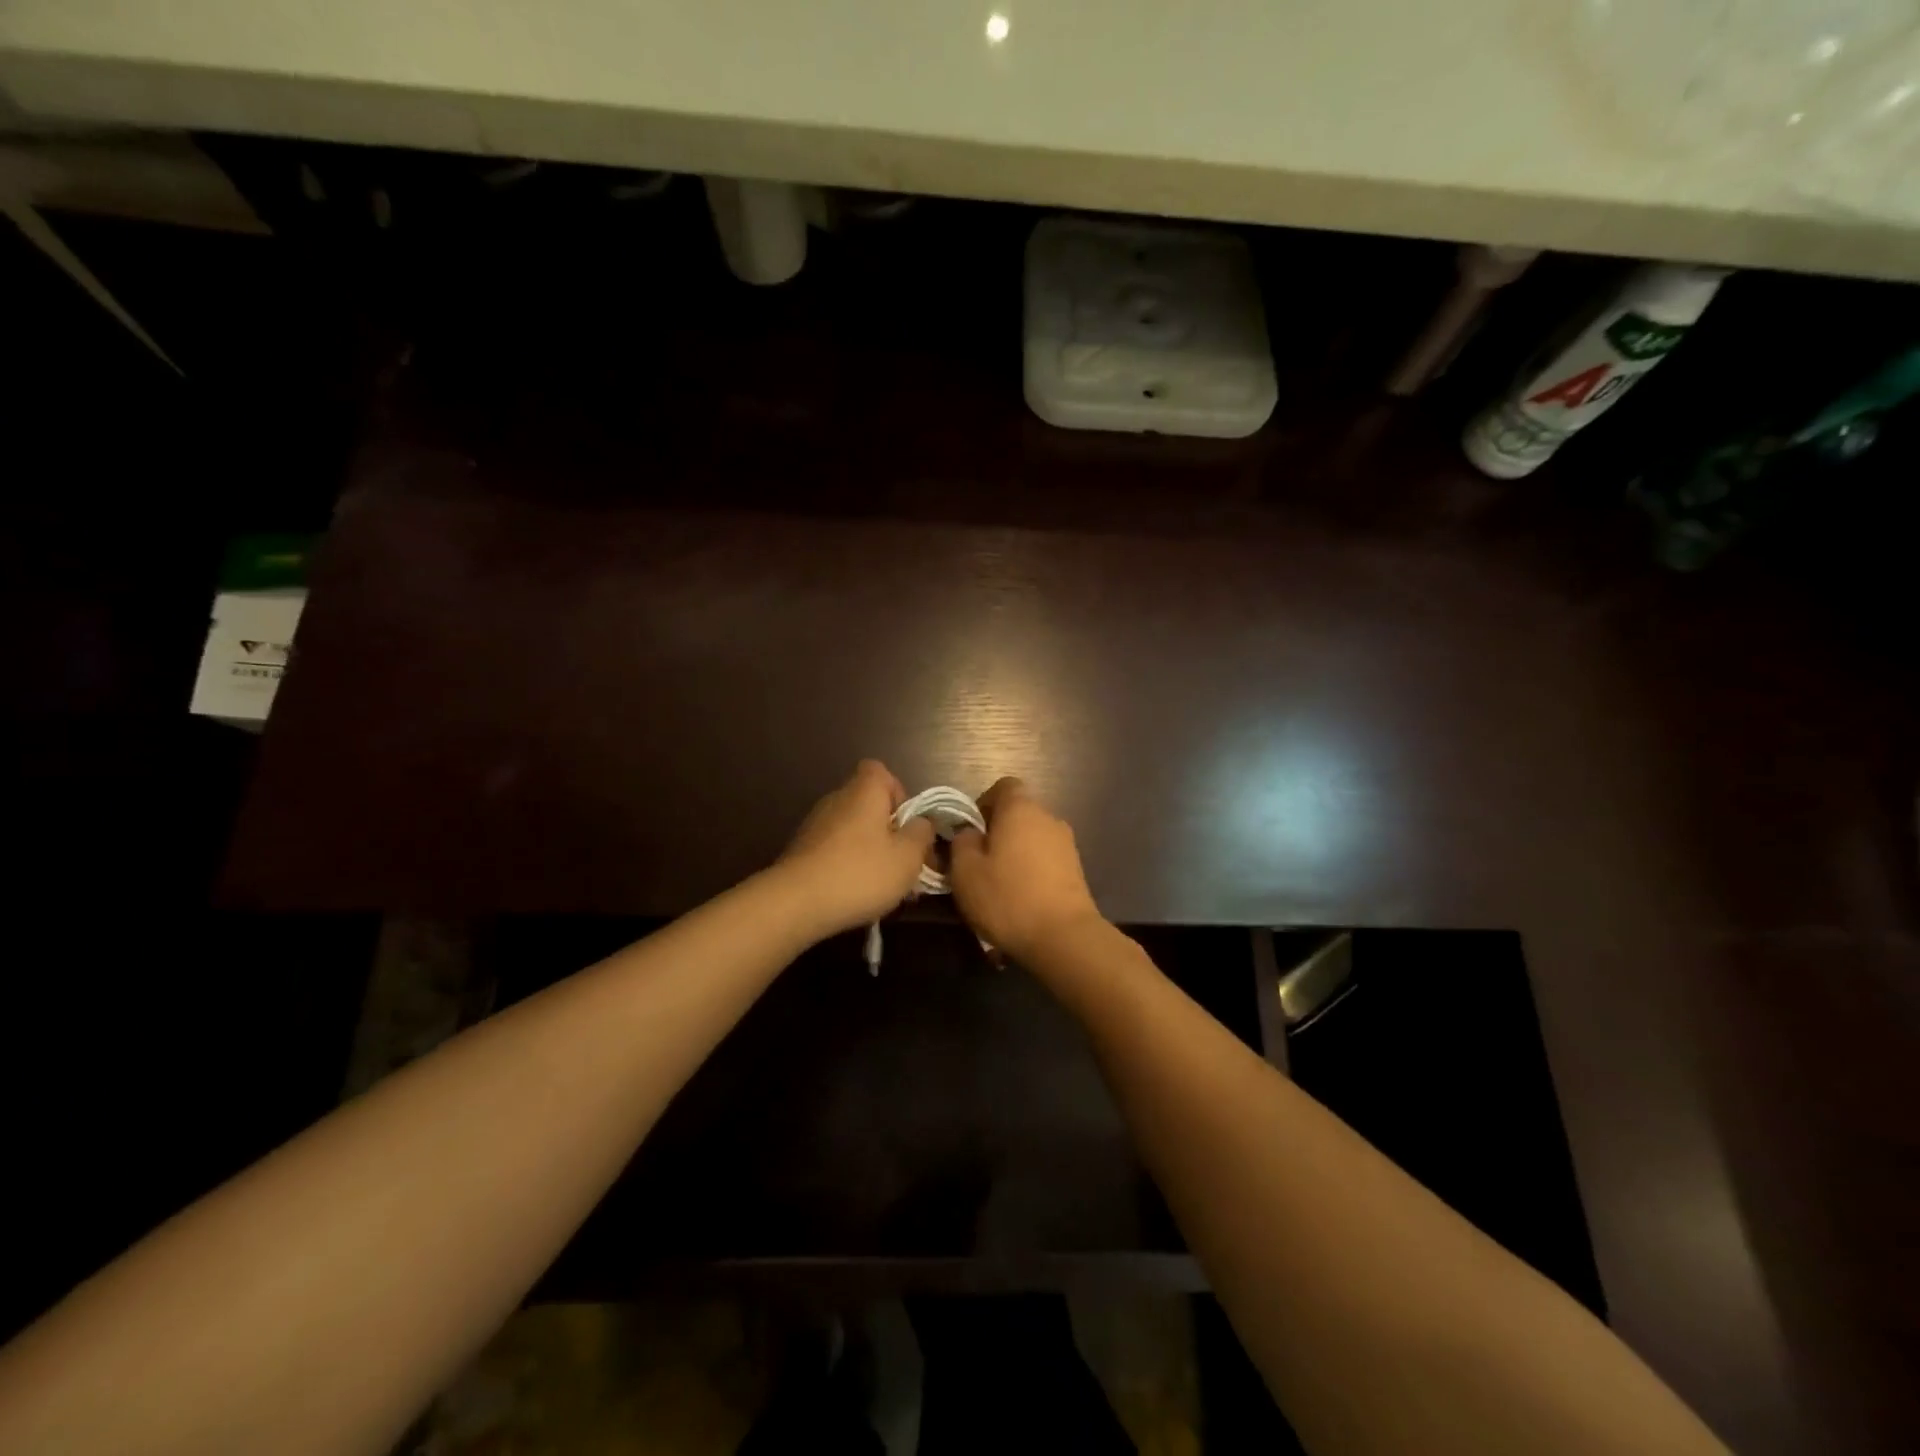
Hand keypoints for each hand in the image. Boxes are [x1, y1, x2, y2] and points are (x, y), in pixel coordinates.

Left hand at [779, 761, 936, 938]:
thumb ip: (922, 834)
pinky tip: (855, 895)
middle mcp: (837, 799)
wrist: (795, 903)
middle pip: (869, 804)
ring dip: (870, 851)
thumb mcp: (908, 856)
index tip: (907, 825)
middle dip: (889, 831)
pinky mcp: (801, 851)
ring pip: (853, 831)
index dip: (899, 794)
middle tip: (903, 863)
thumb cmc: (861, 872)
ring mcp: (814, 825)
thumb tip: (921, 823)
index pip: (881, 772)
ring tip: (883, 886)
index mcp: (864, 791)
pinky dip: (848, 866)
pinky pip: (834, 850)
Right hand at [950, 778, 1103, 962]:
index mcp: (1020, 809)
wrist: (1064, 937)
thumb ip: (962, 842)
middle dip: (998, 833)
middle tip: (979, 863)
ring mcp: (1067, 844)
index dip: (984, 803)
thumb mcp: (965, 871)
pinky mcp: (1076, 870)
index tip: (970, 831)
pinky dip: (1032, 872)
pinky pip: (1046, 861)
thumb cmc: (1007, 897)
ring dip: (1015, 855)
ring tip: (999, 886)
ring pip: (1032, 839)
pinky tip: (1021, 900)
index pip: (1004, 786)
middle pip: (1018, 814)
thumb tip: (969, 832)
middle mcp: (1048, 818)